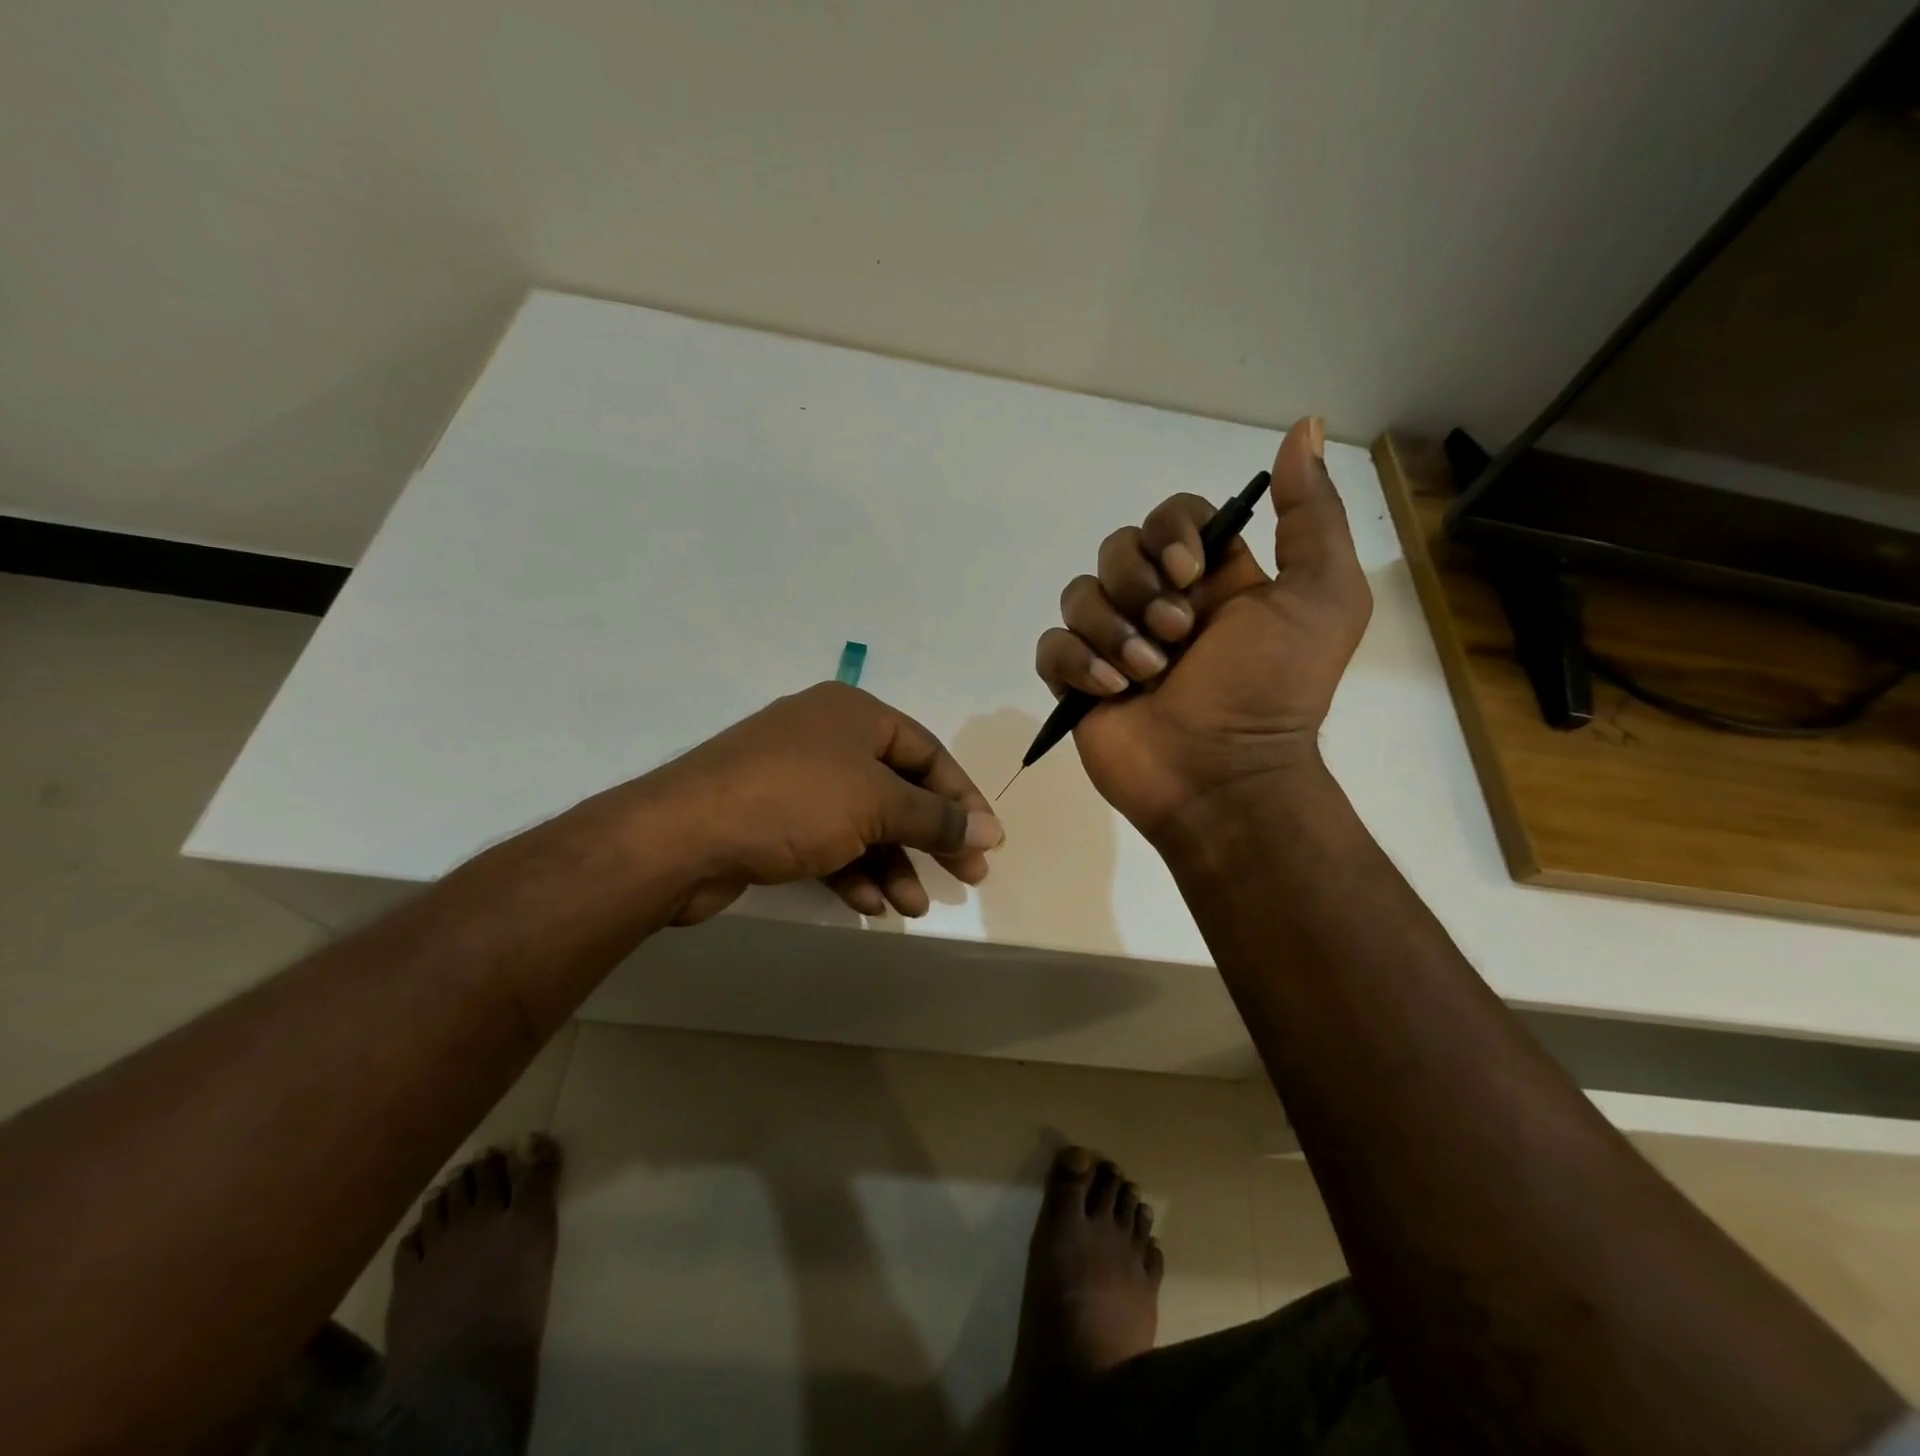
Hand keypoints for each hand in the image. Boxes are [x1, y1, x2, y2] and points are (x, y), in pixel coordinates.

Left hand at [640, 682, 1002, 924]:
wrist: (682, 836)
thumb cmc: (794, 801)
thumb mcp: (877, 805)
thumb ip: (936, 818)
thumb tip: (990, 831)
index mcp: (853, 713)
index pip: (927, 752)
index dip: (961, 798)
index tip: (987, 841)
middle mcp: (825, 739)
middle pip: (896, 789)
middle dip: (930, 837)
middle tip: (966, 878)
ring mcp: (794, 780)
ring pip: (862, 822)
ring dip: (892, 863)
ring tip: (912, 906)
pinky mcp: (770, 819)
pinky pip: (827, 842)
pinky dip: (852, 870)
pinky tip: (870, 903)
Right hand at [1034, 417, 1370, 839]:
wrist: (1226, 779)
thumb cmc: (1275, 690)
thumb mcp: (1321, 596)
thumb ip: (1312, 514)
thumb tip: (1303, 426)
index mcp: (1212, 580)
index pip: (1171, 517)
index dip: (1171, 532)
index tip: (1191, 571)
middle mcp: (1160, 604)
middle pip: (1117, 549)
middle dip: (1139, 587)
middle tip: (1175, 636)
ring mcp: (1114, 645)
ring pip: (1079, 595)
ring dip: (1112, 631)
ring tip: (1147, 675)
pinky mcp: (1078, 683)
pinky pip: (1051, 646)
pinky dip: (1076, 662)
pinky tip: (1111, 691)